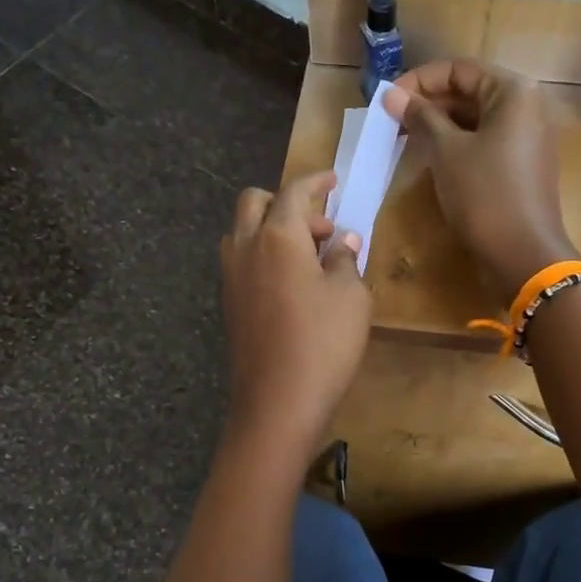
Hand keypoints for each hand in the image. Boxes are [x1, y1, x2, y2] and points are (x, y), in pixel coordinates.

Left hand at [220, 170, 370, 460]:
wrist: (277, 402)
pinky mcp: (229, 304)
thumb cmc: (322, 343)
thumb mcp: (350, 297)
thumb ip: (345, 261)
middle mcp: (246, 248)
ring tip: (307, 256)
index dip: (315, 181)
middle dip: (286, 202)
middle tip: (321, 228)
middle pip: (255, 202)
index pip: (294, 191)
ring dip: (271, 229)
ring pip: (242, 232)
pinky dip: (264, 255)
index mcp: (277, 236)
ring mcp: (231, 278)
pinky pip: (242, 261)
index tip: (333, 179)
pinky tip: (292, 284)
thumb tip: (341, 243)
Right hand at [387, 60, 575, 299]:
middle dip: (428, 103)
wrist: (523, 254)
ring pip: (476, 118)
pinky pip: (485, 140)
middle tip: (391, 120)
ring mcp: (528, 136)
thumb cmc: (484, 194)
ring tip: (404, 137)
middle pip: (469, 91)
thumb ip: (420, 117)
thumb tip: (391, 95)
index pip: (458, 69)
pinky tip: (430, 156)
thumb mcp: (446, 152)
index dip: (419, 81)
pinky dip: (457, 143)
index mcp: (513, 91)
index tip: (387, 100)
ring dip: (440, 124)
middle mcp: (527, 105)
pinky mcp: (523, 163)